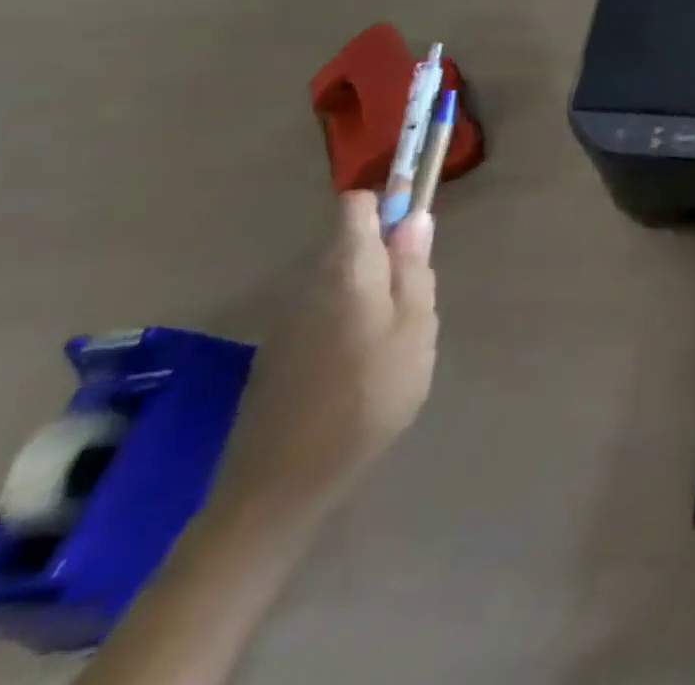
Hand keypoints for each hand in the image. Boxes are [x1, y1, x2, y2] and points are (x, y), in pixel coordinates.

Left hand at [214, 193, 437, 519]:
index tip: (415, 231)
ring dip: (370, 294)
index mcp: (346, 272)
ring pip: (339, 283)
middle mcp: (310, 286)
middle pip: (350, 246)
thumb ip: (414, 270)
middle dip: (387, 259)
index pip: (355, 207)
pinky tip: (361, 369)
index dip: (387, 206)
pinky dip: (348, 323)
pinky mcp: (278, 356)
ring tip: (394, 344)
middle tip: (416, 306)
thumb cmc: (368, 397)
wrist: (280, 488)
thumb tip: (415, 218)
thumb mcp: (415, 329)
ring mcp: (288, 323)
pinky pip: (322, 315)